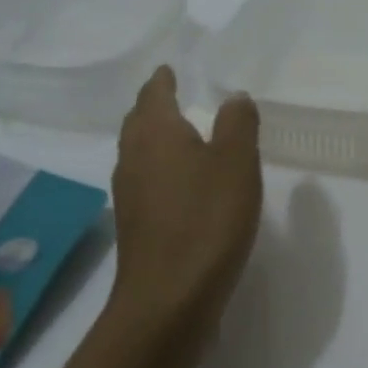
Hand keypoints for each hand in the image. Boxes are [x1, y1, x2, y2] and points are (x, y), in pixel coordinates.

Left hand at [109, 66, 263, 340]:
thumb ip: (238, 124)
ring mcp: (129, 193)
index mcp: (155, 132)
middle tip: (174, 96)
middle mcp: (133, 156)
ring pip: (139, 152)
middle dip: (154, 106)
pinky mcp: (135, 225)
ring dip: (156, 138)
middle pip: (139, 121)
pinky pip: (146, 180)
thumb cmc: (206, 220)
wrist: (169, 298)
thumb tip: (234, 97)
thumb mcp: (236, 163)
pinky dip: (160, 169)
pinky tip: (180, 183)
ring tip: (181, 135)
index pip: (154, 93)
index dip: (163, 79)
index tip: (171, 69)